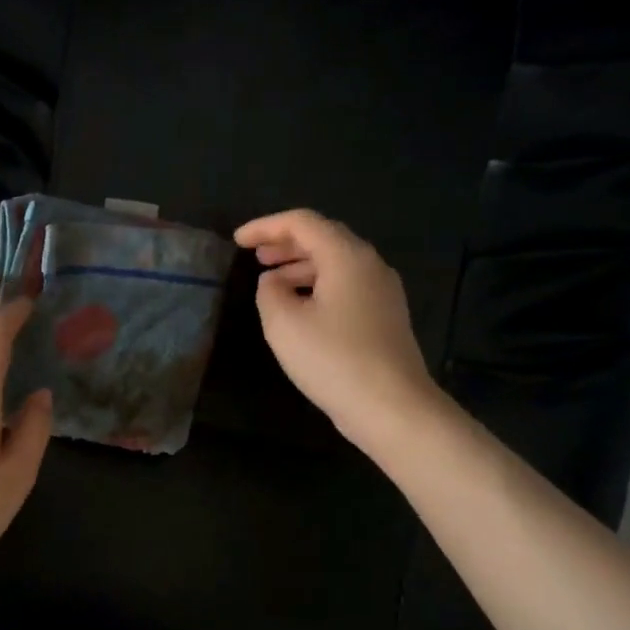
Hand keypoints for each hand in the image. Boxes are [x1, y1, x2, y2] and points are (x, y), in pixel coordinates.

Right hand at [233, 209, 438, 449]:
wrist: (391, 406)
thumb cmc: (333, 360)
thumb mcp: (284, 324)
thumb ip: (269, 293)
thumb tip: (272, 282)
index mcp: (346, 257)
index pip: (302, 223)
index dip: (266, 226)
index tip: (237, 241)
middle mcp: (370, 265)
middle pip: (324, 239)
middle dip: (286, 244)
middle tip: (255, 256)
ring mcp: (382, 292)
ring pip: (336, 264)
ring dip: (300, 267)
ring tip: (271, 283)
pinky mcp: (385, 317)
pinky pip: (346, 287)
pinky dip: (317, 287)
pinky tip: (300, 309)